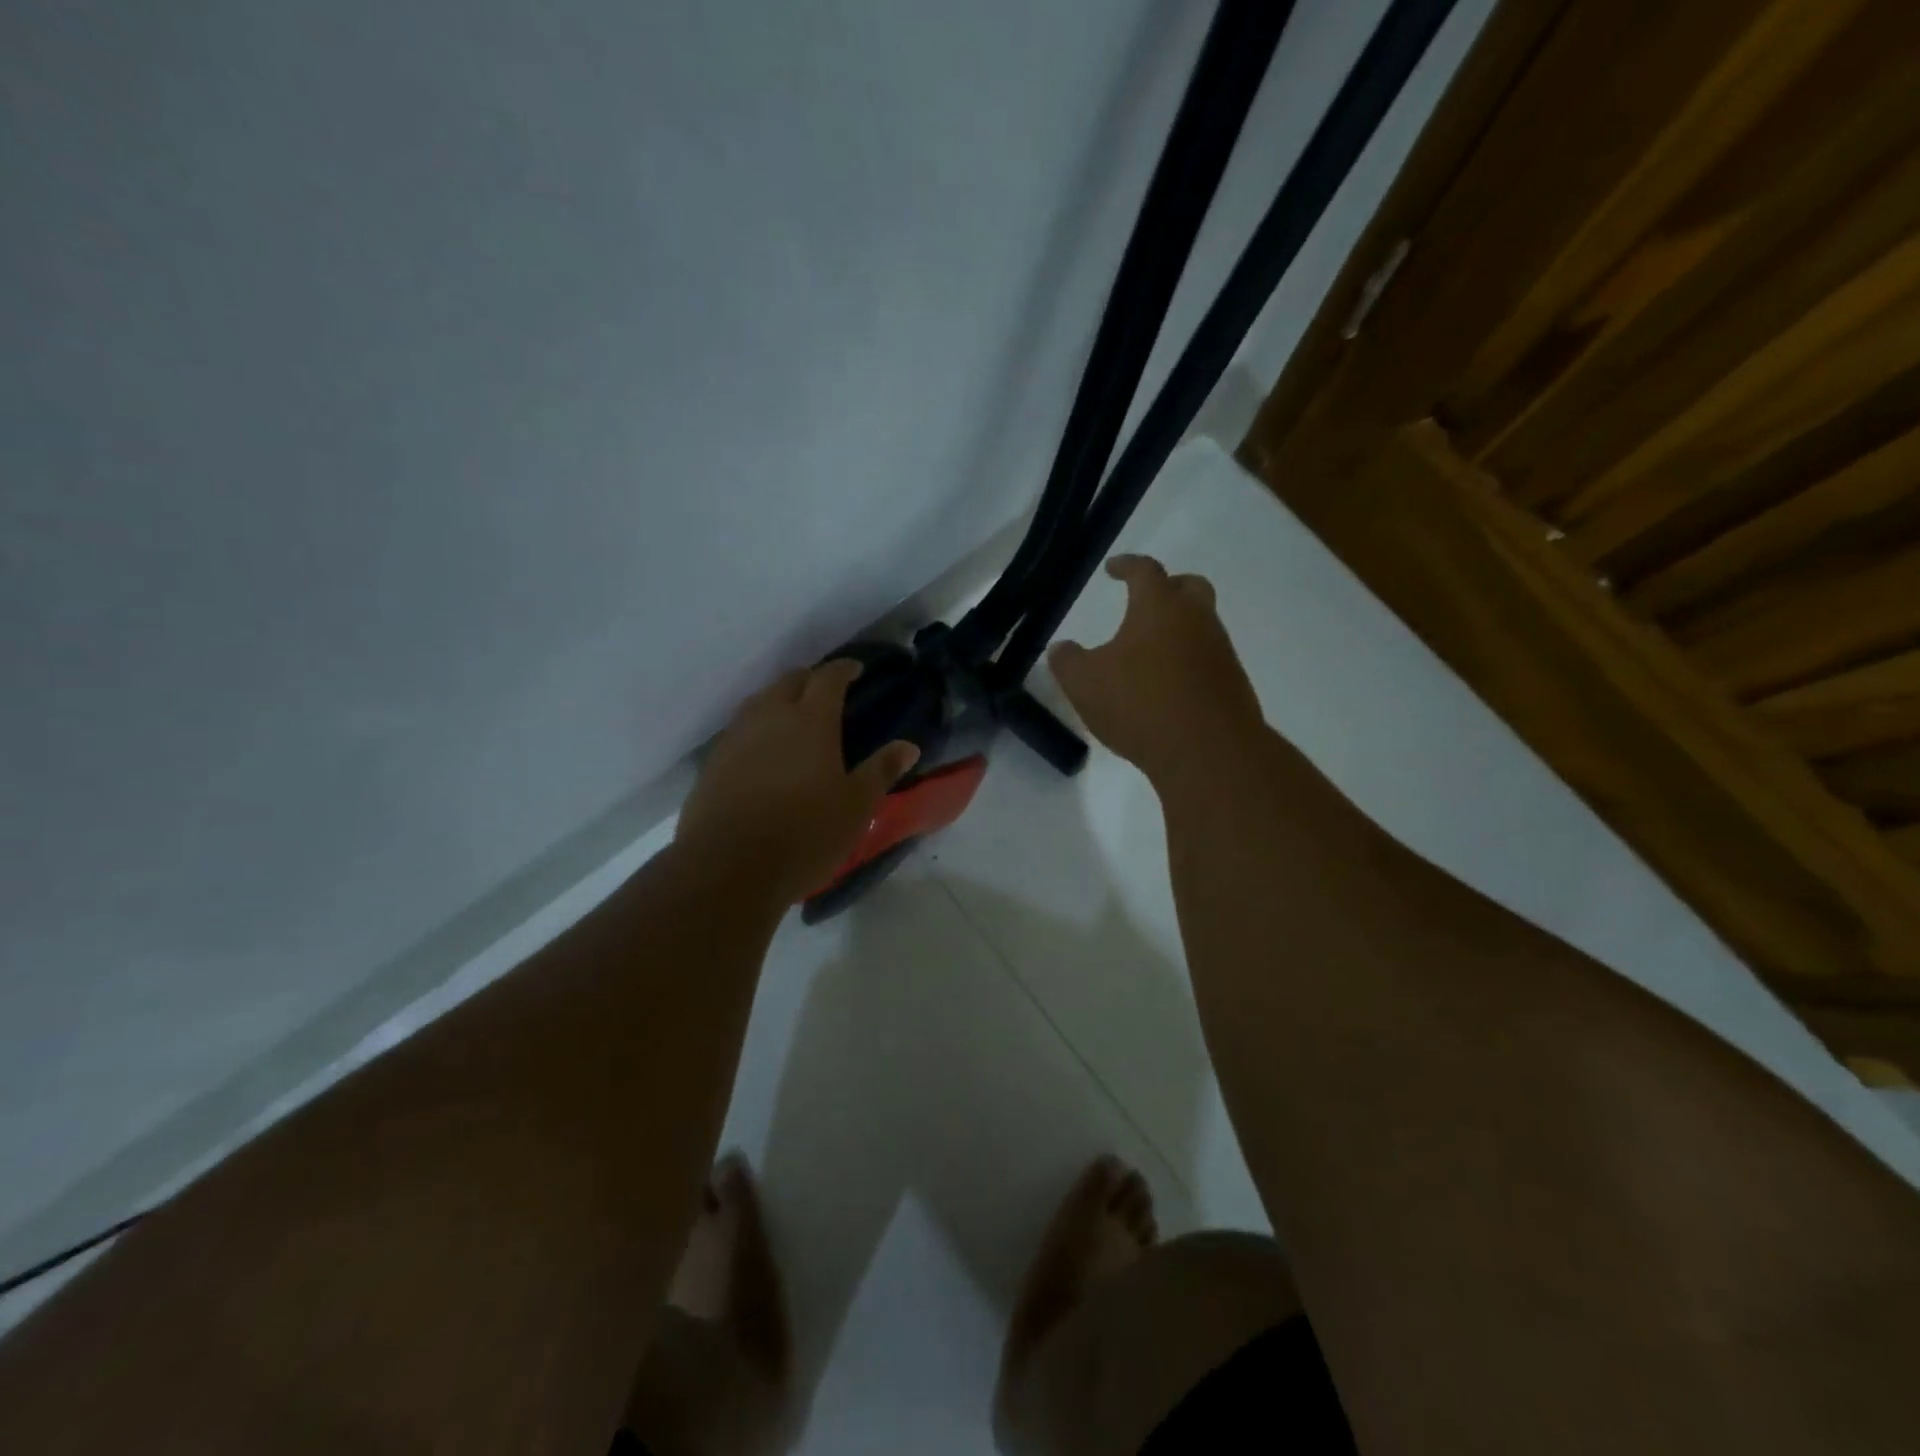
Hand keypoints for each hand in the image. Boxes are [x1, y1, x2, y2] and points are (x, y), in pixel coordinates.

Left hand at [677, 659, 919, 901]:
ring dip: (780, 699)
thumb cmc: (805, 834)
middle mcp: (770, 716)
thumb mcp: (855, 806)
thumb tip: (908, 746)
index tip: (856, 670)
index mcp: (811, 720)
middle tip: (827, 694)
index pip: (828, 677)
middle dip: (810, 680)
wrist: (729, 867)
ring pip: (759, 701)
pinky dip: (757, 727)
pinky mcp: (713, 762)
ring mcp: (736, 737)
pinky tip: (764, 751)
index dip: (844, 669)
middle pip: (790, 681)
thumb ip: (881, 770)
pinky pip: (739, 729)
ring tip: (794, 717)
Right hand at [1048, 554, 1264, 786]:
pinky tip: (1168, 687)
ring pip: (1202, 625)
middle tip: (1146, 600)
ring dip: (1178, 630)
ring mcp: (1220, 652)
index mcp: (1160, 607)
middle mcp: (1197, 620)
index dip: (1127, 565)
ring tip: (1150, 652)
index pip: (1145, 571)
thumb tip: (1060, 648)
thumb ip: (1067, 661)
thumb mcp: (1085, 684)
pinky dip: (1188, 663)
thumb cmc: (1140, 704)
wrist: (1208, 752)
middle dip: (1168, 587)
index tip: (1113, 568)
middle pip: (1189, 587)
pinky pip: (1208, 661)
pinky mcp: (1232, 685)